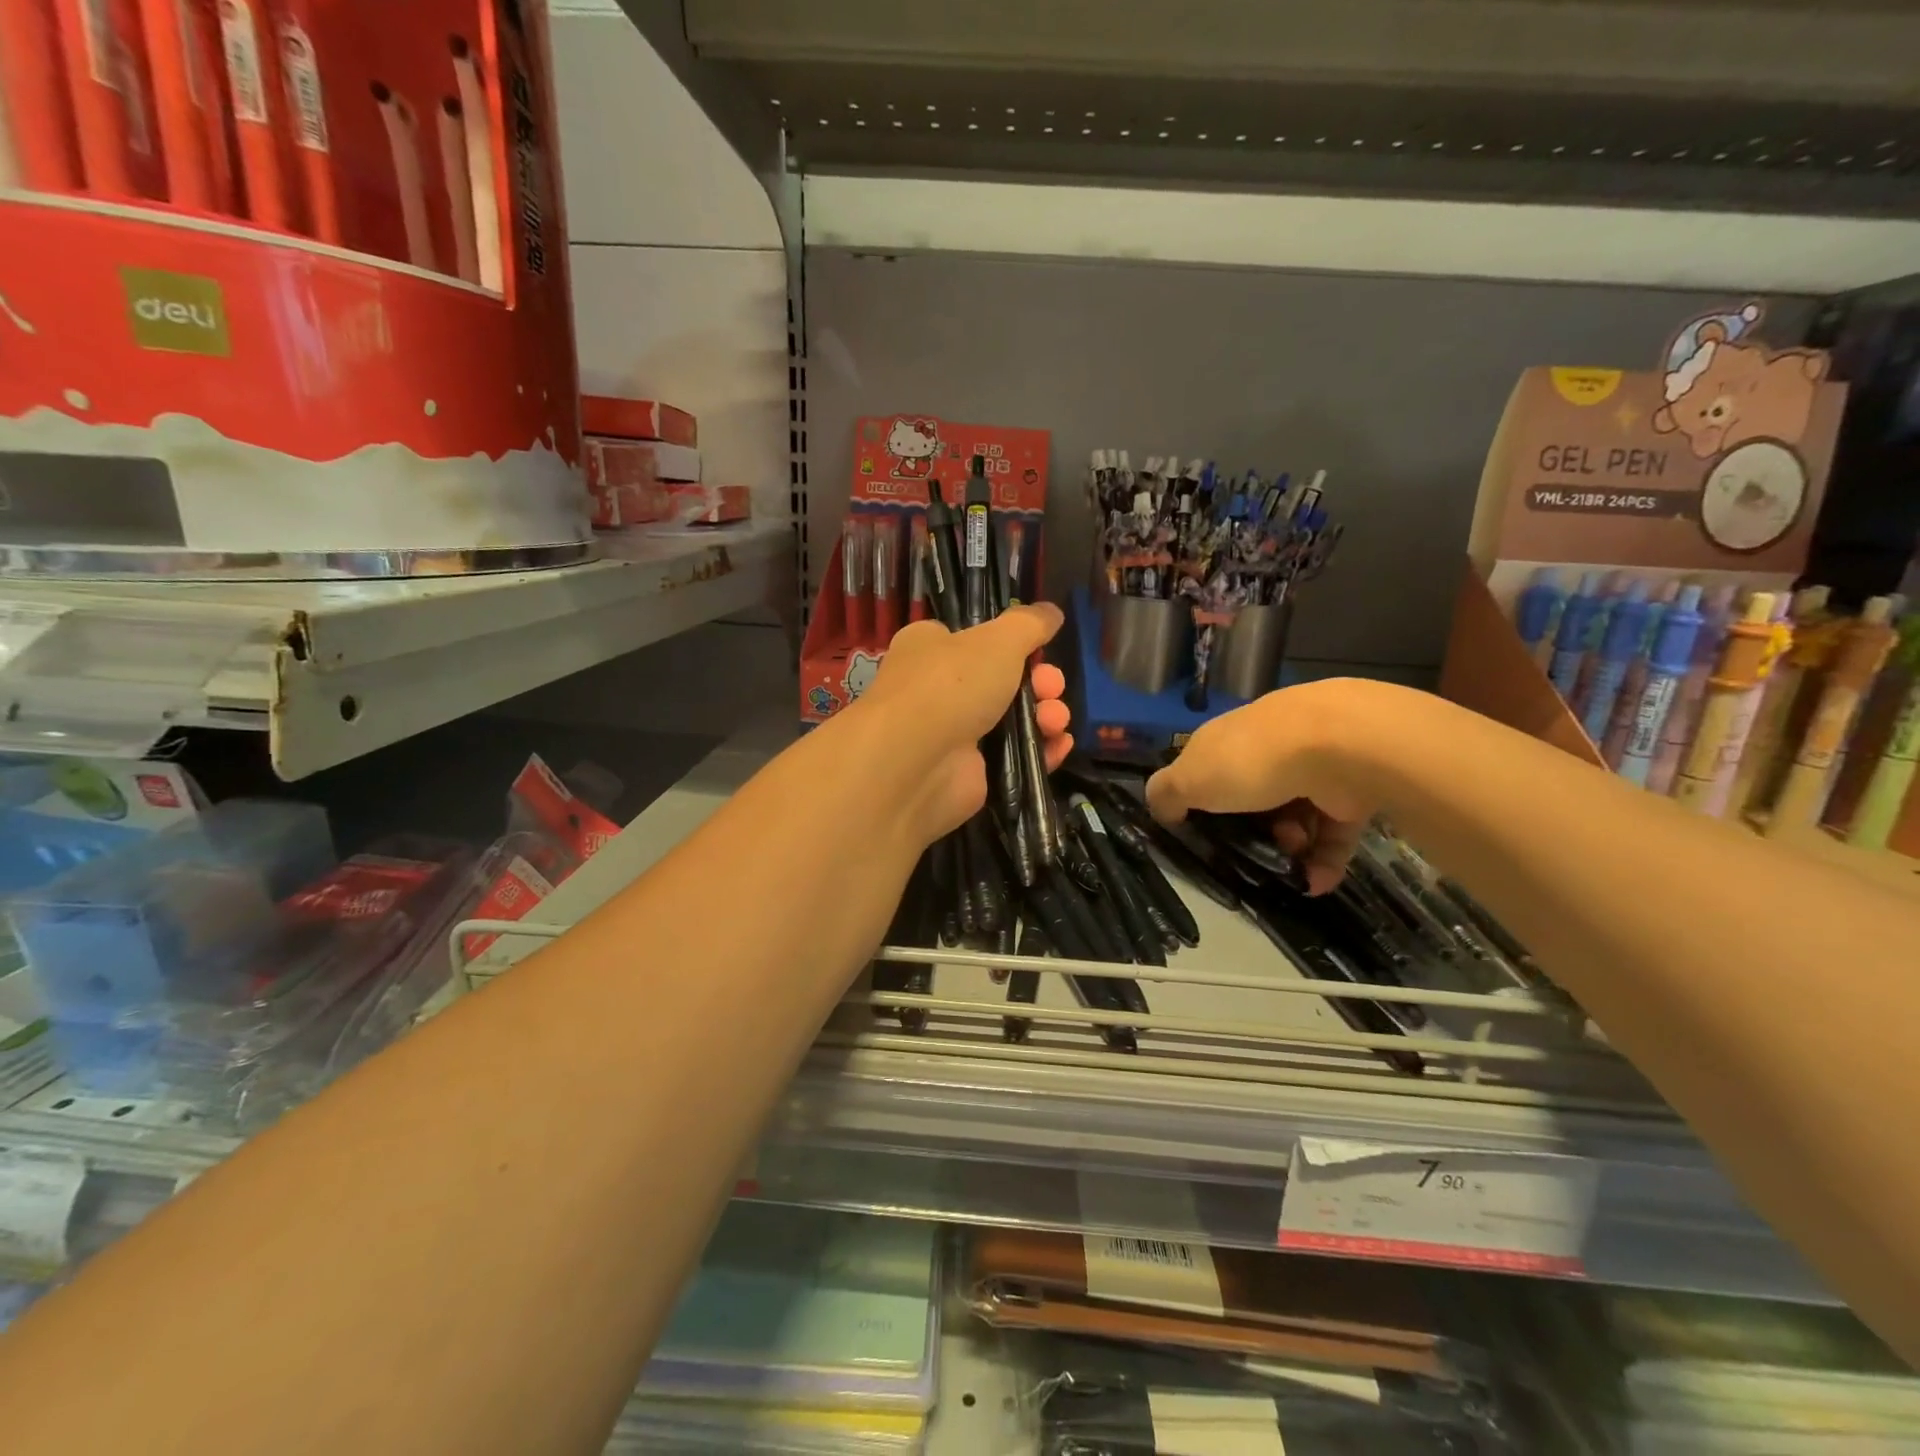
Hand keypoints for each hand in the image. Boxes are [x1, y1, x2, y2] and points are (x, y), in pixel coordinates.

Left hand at [853, 605, 1072, 843]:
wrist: (915, 763)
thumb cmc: (951, 684)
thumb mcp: (998, 640)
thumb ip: (1029, 624)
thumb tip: (1052, 612)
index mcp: (931, 647)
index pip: (974, 640)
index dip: (1012, 644)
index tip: (1040, 650)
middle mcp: (938, 689)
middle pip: (1003, 681)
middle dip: (1039, 683)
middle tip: (1052, 688)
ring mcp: (954, 734)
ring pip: (1012, 721)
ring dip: (1045, 717)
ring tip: (1055, 722)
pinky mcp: (970, 773)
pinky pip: (1013, 758)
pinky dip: (1040, 752)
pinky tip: (1059, 746)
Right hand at [1144, 680, 1374, 894]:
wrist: (1339, 747)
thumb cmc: (1250, 762)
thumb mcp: (1188, 779)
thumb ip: (1166, 795)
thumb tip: (1161, 810)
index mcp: (1227, 739)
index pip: (1209, 766)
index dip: (1202, 798)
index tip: (1202, 831)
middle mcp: (1269, 748)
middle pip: (1253, 795)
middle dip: (1250, 830)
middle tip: (1248, 850)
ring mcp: (1314, 767)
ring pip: (1295, 816)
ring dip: (1288, 848)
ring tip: (1288, 864)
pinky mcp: (1352, 791)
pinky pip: (1334, 832)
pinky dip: (1325, 860)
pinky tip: (1315, 883)